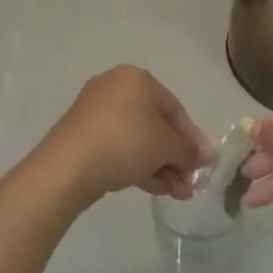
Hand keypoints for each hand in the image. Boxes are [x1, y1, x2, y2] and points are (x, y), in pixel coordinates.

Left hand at [39, 66, 214, 206]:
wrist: (68, 166)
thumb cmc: (126, 142)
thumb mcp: (166, 146)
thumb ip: (189, 151)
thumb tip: (205, 157)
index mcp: (136, 79)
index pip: (175, 109)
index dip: (193, 138)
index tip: (205, 164)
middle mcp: (114, 88)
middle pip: (156, 125)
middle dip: (176, 157)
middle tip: (190, 183)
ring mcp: (95, 113)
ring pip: (138, 140)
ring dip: (161, 166)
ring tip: (177, 194)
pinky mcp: (82, 136)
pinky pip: (119, 148)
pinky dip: (138, 165)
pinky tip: (156, 189)